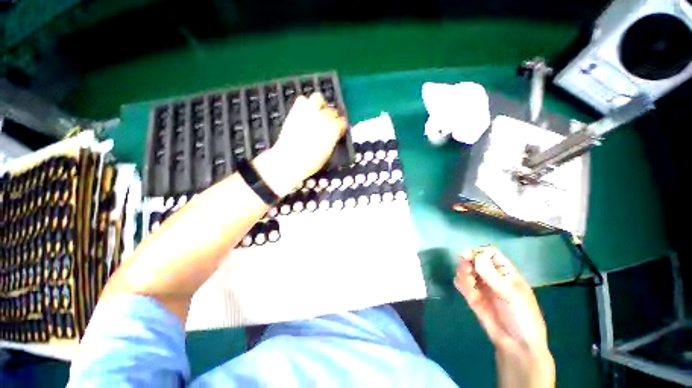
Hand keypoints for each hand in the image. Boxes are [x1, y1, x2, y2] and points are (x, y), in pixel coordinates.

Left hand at [253, 93, 346, 196]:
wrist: (290, 159)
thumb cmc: (311, 161)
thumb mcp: (328, 152)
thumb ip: (333, 139)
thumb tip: (334, 134)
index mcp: (334, 129)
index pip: (342, 122)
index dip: (340, 127)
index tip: (338, 131)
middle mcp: (323, 117)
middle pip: (332, 110)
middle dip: (331, 117)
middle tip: (327, 124)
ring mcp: (309, 111)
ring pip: (318, 98)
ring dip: (320, 104)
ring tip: (317, 113)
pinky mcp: (296, 110)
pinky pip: (302, 99)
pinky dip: (304, 104)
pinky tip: (304, 113)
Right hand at [455, 247, 554, 386]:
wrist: (516, 344)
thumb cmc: (521, 316)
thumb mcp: (510, 293)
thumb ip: (491, 274)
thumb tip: (476, 255)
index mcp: (505, 272)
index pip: (490, 253)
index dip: (480, 252)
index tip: (471, 257)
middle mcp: (491, 276)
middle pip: (475, 260)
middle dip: (468, 261)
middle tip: (466, 269)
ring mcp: (481, 286)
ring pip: (466, 270)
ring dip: (463, 272)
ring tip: (466, 281)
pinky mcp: (472, 297)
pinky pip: (462, 284)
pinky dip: (460, 282)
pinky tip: (463, 287)